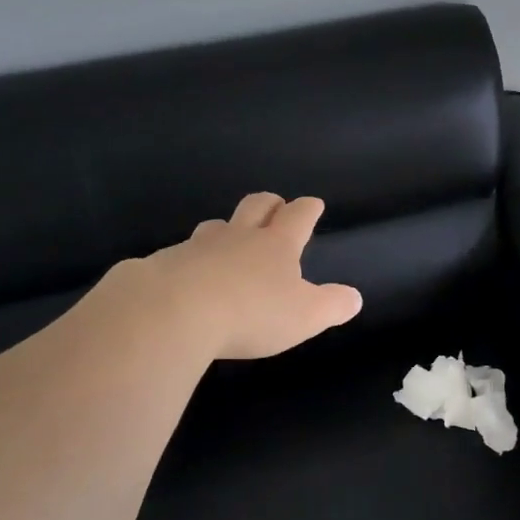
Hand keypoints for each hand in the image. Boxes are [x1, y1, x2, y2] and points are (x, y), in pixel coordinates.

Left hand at [110, 193, 362, 360]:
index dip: (308, 209)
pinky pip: (182, 254)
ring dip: (227, 228)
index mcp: (276, 245)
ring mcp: (198, 246)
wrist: (172, 312)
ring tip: (229, 238)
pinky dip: (191, 259)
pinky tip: (189, 275)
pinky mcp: (165, 263)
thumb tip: (354, 297)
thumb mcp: (304, 316)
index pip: (298, 217)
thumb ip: (331, 306)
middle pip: (256, 206)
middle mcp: (238, 237)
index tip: (313, 203)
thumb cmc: (250, 312)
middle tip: (276, 206)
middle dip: (269, 204)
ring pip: (216, 226)